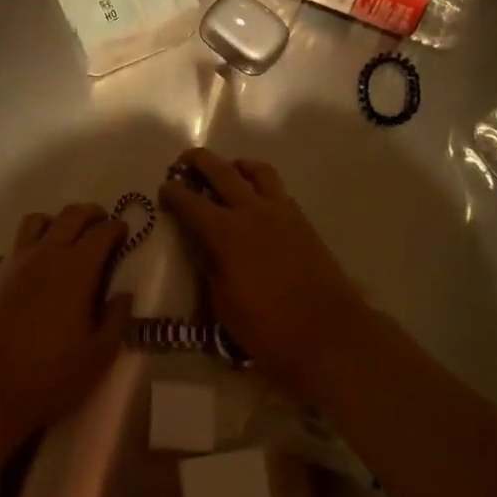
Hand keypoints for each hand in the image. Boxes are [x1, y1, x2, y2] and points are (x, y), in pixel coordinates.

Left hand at [0, 202, 132, 453]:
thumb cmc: (49, 377)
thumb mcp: (97, 357)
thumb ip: (116, 320)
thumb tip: (124, 295)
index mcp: (76, 270)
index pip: (102, 233)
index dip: (116, 228)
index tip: (123, 231)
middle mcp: (44, 255)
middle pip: (70, 215)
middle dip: (90, 213)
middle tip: (100, 221)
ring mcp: (11, 262)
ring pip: (35, 222)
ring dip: (55, 222)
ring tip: (62, 237)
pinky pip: (9, 251)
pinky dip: (23, 252)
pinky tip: (26, 272)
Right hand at [159, 148, 370, 404]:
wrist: (332, 335)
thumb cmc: (270, 329)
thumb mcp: (224, 305)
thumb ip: (208, 267)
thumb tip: (198, 243)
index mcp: (227, 233)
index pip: (192, 203)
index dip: (175, 193)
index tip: (164, 188)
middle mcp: (253, 212)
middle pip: (223, 172)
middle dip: (200, 161)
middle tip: (186, 161)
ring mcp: (282, 213)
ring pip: (258, 171)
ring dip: (238, 165)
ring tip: (229, 171)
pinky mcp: (303, 222)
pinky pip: (278, 190)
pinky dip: (262, 184)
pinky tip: (257, 199)